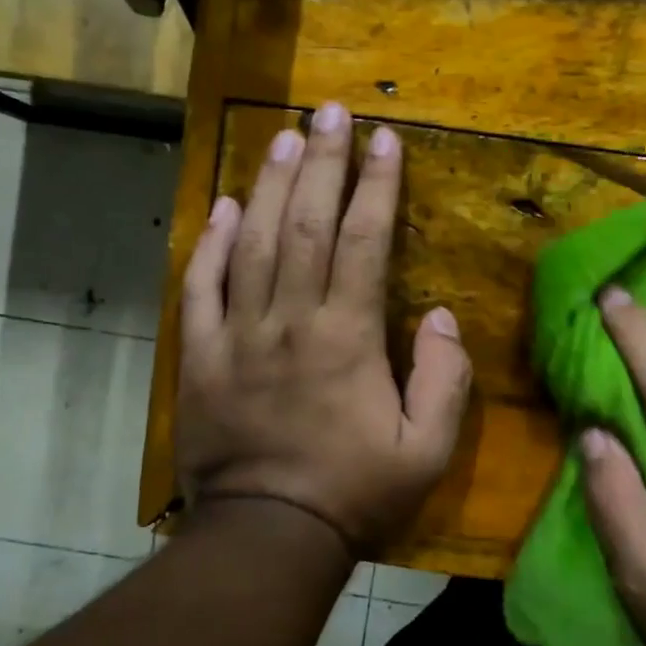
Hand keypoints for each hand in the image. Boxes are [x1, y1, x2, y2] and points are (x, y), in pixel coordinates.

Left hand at [176, 103, 472, 552]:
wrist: (268, 535)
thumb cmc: (354, 493)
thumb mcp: (427, 451)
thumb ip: (444, 380)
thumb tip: (439, 317)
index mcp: (346, 338)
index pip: (362, 241)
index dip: (375, 185)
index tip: (384, 139)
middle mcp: (291, 321)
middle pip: (304, 224)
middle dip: (321, 162)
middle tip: (330, 110)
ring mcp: (239, 335)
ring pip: (252, 243)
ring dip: (267, 184)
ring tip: (283, 136)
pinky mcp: (202, 357)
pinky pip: (201, 288)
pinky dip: (209, 243)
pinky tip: (221, 206)